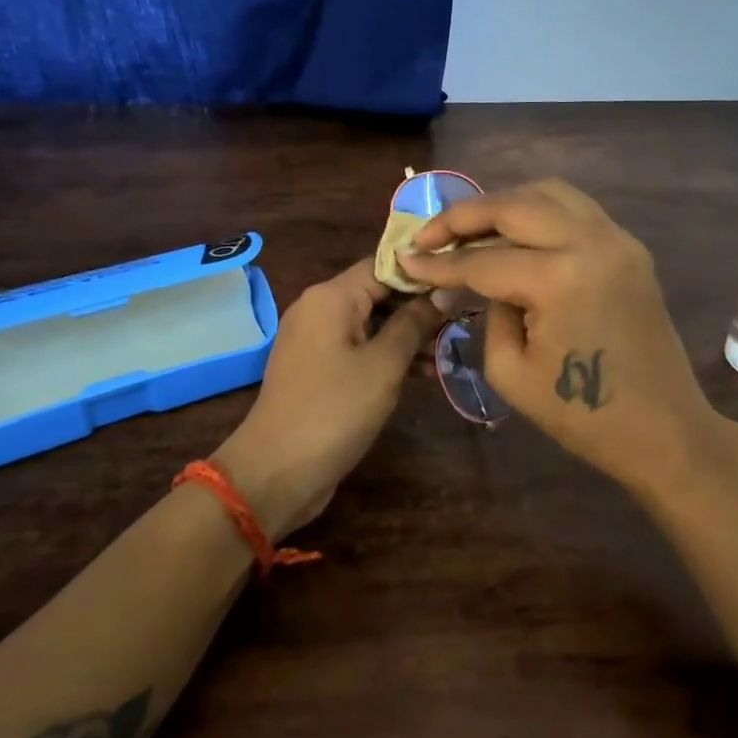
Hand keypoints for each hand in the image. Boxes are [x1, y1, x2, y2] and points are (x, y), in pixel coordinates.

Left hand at [212, 260, 442, 541]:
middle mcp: (318, 308)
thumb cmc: (335, 410)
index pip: (384, 265)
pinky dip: (386, 356)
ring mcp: (315, 339)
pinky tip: (420, 374)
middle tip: (461, 322)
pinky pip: (358, 348)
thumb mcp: (384, 365)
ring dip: (407, 335)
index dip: (423, 273)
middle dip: (419, 307)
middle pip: (377, 292)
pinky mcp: (317, 368)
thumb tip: (444, 290)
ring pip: (371, 323)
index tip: (461, 284)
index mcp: (331, 296)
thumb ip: (415, 323)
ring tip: (446, 354)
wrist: (276, 472)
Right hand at [396, 180, 722, 492]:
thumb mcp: (511, 372)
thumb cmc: (582, 415)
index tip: (405, 258)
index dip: (439, 262)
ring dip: (504, 203)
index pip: (483, 261)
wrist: (663, 430)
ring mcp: (617, 240)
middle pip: (514, 206)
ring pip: (549, 193)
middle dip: (464, 215)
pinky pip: (576, 210)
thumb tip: (475, 281)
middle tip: (430, 234)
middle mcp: (591, 242)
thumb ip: (487, 312)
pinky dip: (538, 211)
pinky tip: (515, 234)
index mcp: (560, 278)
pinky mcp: (629, 249)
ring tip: (470, 227)